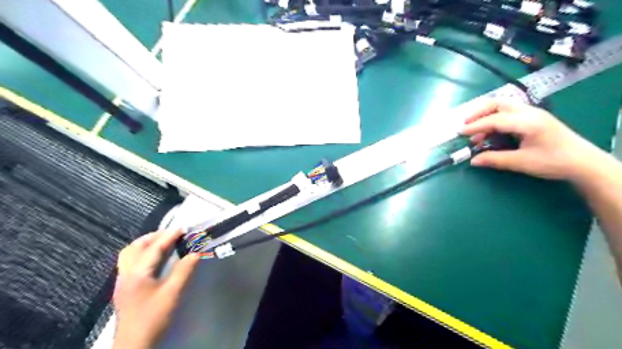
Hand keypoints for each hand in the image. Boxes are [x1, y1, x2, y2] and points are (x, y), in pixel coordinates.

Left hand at [111, 230, 198, 347]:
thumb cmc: (153, 317)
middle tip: (172, 234)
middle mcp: (125, 273)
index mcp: (137, 273)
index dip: (169, 236)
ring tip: (162, 243)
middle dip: (153, 237)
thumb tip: (196, 252)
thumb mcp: (172, 293)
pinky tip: (153, 260)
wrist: (134, 345)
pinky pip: (130, 263)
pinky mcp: (124, 289)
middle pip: (135, 247)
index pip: (154, 248)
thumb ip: (184, 270)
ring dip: (145, 245)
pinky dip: (142, 254)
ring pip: (129, 255)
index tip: (183, 228)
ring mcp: (122, 281)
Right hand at [461, 97, 602, 181]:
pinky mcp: (533, 118)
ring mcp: (532, 113)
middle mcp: (529, 112)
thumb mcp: (522, 162)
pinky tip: (491, 133)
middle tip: (466, 126)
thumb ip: (495, 159)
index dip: (475, 126)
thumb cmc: (553, 162)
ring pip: (503, 106)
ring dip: (486, 116)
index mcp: (527, 122)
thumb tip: (473, 161)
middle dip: (478, 113)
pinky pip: (509, 113)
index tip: (460, 133)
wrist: (583, 162)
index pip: (495, 119)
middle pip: (498, 104)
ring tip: (476, 133)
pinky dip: (495, 119)